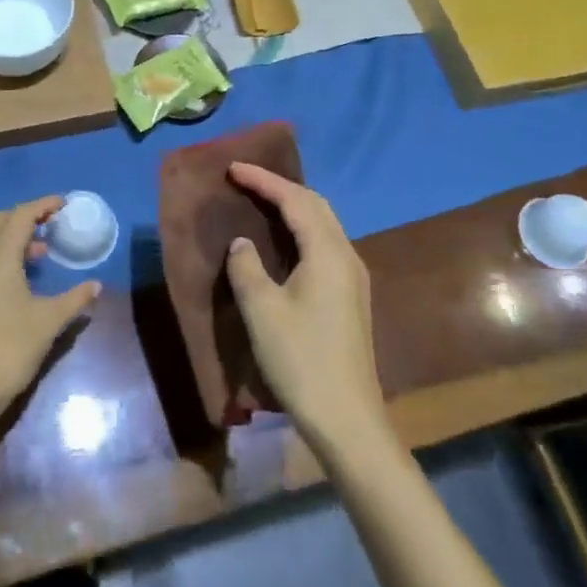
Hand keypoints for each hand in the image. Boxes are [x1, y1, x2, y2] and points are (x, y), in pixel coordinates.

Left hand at [0, 197, 100, 430]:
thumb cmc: (8, 350)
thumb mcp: (48, 322)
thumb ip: (74, 299)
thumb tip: (96, 285)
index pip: (21, 215)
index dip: (43, 205)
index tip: (64, 204)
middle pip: (0, 221)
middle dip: (26, 217)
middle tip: (52, 224)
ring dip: (13, 237)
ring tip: (40, 253)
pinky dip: (1, 255)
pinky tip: (19, 280)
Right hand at [225, 164, 384, 455]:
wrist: (347, 418)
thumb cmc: (301, 359)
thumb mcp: (262, 310)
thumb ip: (247, 267)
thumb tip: (243, 244)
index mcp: (327, 252)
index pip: (295, 200)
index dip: (263, 180)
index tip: (233, 168)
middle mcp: (346, 256)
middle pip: (316, 205)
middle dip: (281, 187)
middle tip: (246, 180)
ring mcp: (353, 278)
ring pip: (323, 225)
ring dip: (294, 207)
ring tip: (261, 202)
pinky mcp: (350, 297)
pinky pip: (324, 244)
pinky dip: (301, 229)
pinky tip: (283, 241)